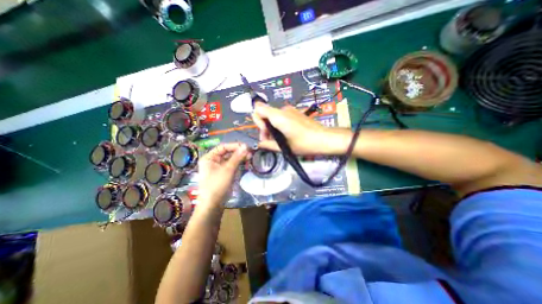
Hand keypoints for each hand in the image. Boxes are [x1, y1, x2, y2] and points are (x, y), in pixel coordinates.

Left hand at [197, 142, 249, 206]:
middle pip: (227, 153)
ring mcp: (219, 168)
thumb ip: (237, 157)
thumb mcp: (228, 169)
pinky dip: (239, 164)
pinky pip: (232, 166)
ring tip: (250, 157)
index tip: (245, 146)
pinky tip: (246, 163)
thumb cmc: (217, 185)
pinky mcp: (224, 174)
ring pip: (231, 159)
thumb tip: (245, 146)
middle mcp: (213, 161)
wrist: (213, 205)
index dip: (234, 146)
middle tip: (250, 152)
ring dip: (240, 158)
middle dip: (238, 152)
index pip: (223, 147)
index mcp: (209, 158)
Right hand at [251, 104, 351, 154]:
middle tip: (271, 140)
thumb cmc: (305, 143)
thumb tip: (259, 144)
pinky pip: (280, 116)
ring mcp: (289, 110)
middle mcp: (283, 110)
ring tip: (279, 140)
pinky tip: (285, 135)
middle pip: (265, 113)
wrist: (324, 138)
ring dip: (271, 127)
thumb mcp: (284, 147)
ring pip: (272, 116)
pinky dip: (278, 125)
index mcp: (278, 117)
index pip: (258, 109)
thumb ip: (268, 144)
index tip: (266, 132)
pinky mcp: (294, 113)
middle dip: (264, 127)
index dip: (258, 121)